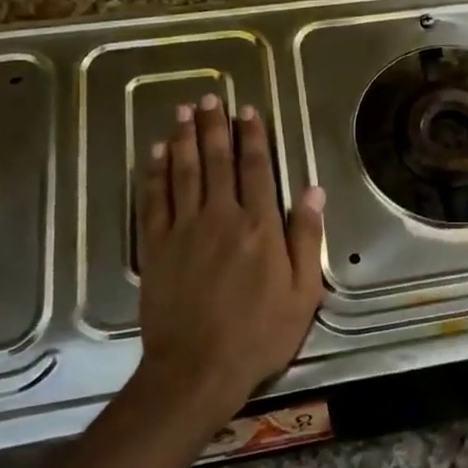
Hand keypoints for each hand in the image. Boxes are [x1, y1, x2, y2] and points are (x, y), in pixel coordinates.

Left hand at [133, 96, 325, 439]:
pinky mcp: (156, 247)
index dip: (252, 136)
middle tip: (210, 98)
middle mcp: (220, 218)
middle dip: (215, 127)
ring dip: (184, 139)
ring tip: (184, 113)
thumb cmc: (259, 334)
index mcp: (260, 227)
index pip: (256, 169)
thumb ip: (306, 237)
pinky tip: (157, 154)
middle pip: (217, 161)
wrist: (197, 369)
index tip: (248, 111)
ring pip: (184, 173)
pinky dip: (156, 173)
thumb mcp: (303, 291)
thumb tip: (313, 190)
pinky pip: (154, 200)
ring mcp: (183, 230)